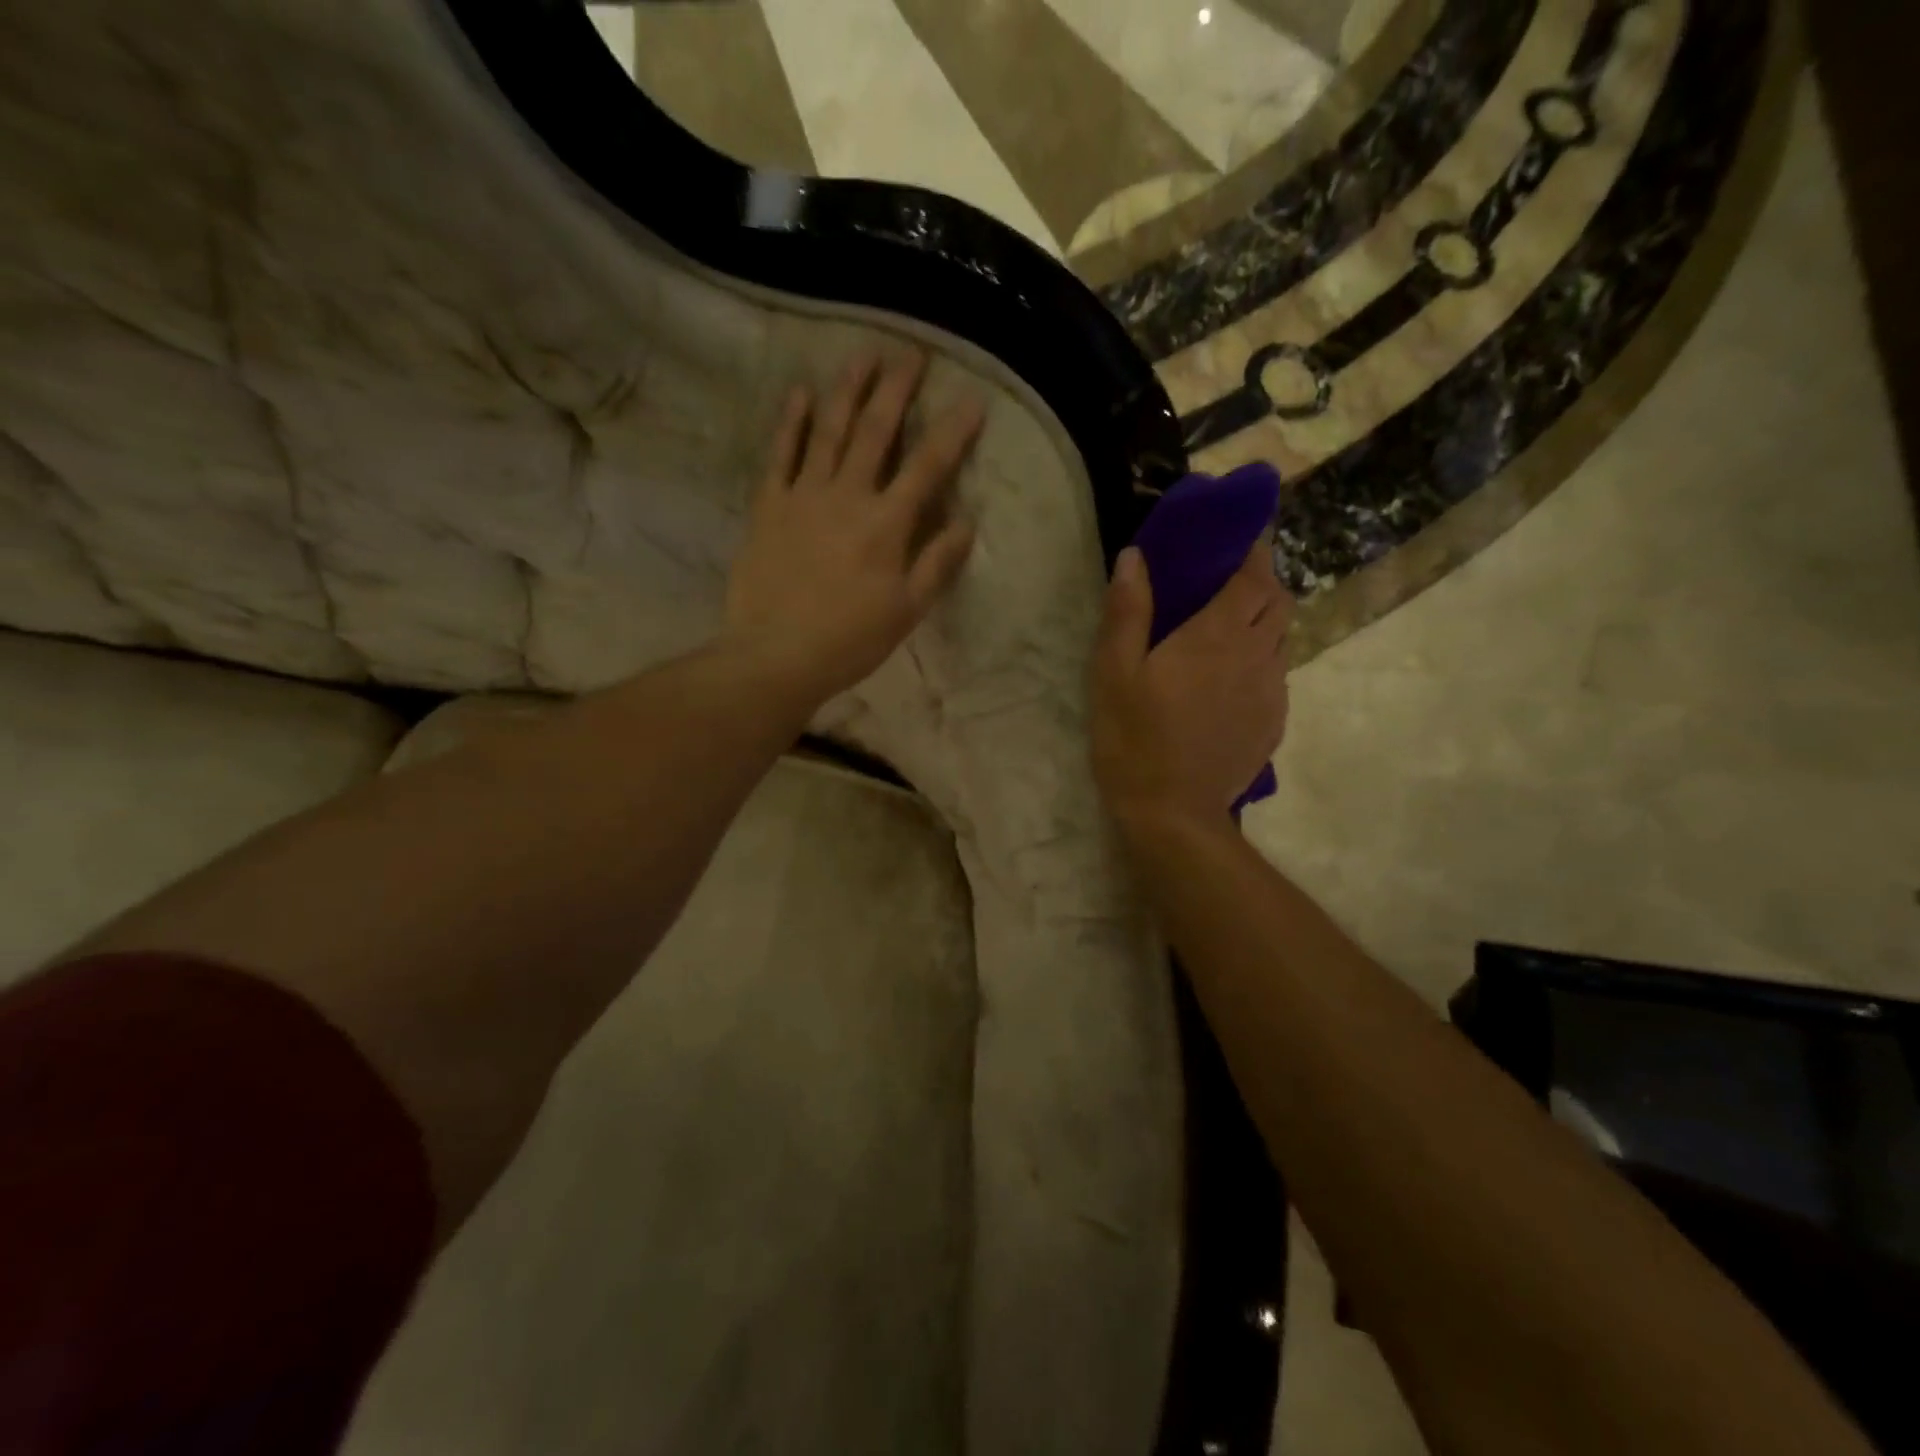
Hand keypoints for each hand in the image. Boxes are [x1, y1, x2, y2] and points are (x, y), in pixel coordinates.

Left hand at [724, 352, 983, 701]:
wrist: (776, 655)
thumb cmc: (850, 640)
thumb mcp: (907, 611)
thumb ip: (937, 563)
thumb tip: (966, 522)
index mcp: (887, 524)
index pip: (927, 467)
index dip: (953, 432)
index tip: (971, 399)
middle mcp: (847, 496)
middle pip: (876, 432)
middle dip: (896, 389)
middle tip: (910, 352)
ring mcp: (803, 496)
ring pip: (828, 430)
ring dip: (847, 390)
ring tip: (862, 354)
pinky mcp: (769, 506)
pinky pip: (780, 454)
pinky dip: (790, 422)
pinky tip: (799, 392)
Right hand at [1091, 543, 1291, 828]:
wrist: (1174, 813)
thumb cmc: (1134, 738)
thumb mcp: (1113, 672)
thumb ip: (1127, 611)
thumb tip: (1136, 555)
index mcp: (1217, 635)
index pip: (1253, 575)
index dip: (1253, 550)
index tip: (1240, 536)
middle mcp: (1256, 655)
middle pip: (1278, 602)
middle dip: (1261, 582)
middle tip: (1228, 582)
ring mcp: (1271, 691)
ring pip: (1281, 639)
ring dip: (1262, 622)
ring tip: (1228, 630)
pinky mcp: (1274, 723)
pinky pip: (1277, 675)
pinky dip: (1261, 661)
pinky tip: (1231, 681)